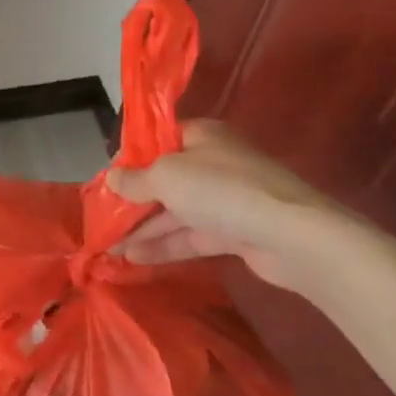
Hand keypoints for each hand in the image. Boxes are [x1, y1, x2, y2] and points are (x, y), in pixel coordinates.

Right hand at [105, 120, 351, 290]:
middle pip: (166, 179)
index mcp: (202, 136)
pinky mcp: (235, 233)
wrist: (293, 236)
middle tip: (102, 219)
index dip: (131, 159)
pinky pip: (192, 236)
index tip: (106, 181)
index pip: (159, 141)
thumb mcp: (167, 177)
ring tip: (110, 247)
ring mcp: (226, 200)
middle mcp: (214, 163)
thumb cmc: (222, 190)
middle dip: (133, 200)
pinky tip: (135, 259)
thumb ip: (136, 180)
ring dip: (144, 228)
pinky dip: (165, 245)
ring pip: (177, 211)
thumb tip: (111, 179)